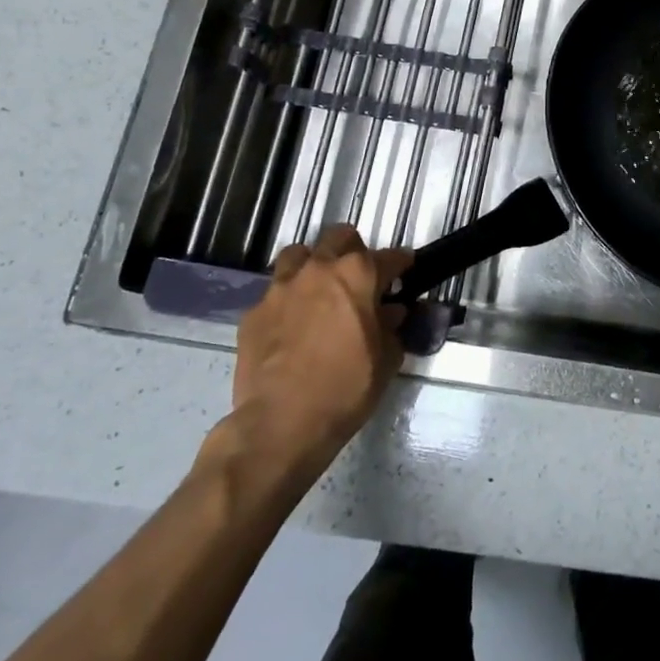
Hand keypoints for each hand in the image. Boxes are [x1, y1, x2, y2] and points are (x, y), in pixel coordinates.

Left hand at [219, 225, 413, 494]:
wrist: (281, 423)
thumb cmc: (346, 387)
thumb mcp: (386, 359)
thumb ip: (391, 327)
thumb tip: (390, 313)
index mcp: (358, 274)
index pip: (389, 257)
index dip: (401, 264)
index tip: (406, 270)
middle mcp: (319, 270)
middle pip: (339, 238)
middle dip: (354, 250)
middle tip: (360, 275)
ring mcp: (281, 288)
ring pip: (298, 255)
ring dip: (313, 264)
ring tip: (320, 288)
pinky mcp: (253, 313)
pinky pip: (274, 293)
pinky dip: (287, 301)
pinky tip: (292, 324)